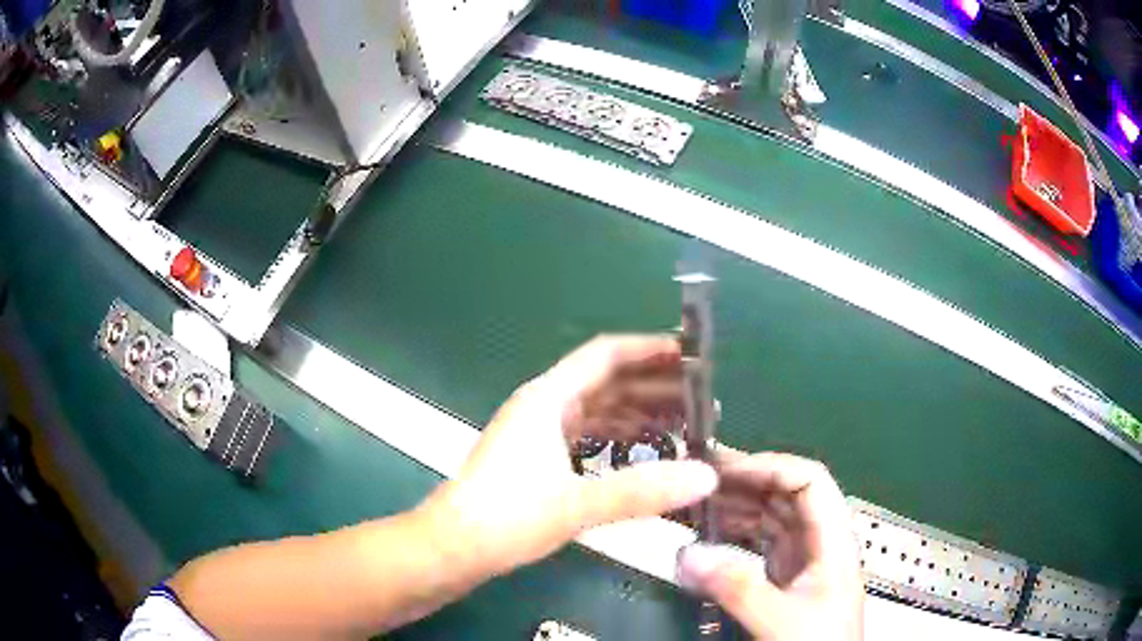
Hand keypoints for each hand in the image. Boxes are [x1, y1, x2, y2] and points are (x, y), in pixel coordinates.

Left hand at [419, 335, 718, 579]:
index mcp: (547, 399)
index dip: (648, 350)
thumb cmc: (506, 517)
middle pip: (606, 384)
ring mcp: (537, 435)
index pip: (605, 356)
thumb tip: (706, 477)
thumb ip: (642, 491)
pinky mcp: (536, 461)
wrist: (452, 548)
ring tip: (684, 431)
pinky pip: (587, 440)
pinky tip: (644, 459)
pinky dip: (618, 443)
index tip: (690, 358)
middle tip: (700, 403)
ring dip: (638, 418)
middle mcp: (543, 408)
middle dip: (653, 389)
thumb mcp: (577, 504)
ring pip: (598, 414)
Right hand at [676, 452, 863, 640]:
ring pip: (772, 518)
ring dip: (738, 506)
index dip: (769, 467)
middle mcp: (820, 543)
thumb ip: (737, 588)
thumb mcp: (780, 618)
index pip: (809, 481)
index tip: (725, 471)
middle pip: (788, 495)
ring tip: (699, 502)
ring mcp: (803, 562)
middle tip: (700, 478)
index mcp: (832, 540)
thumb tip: (688, 555)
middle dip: (747, 481)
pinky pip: (761, 544)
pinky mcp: (787, 580)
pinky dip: (736, 534)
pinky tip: (712, 536)